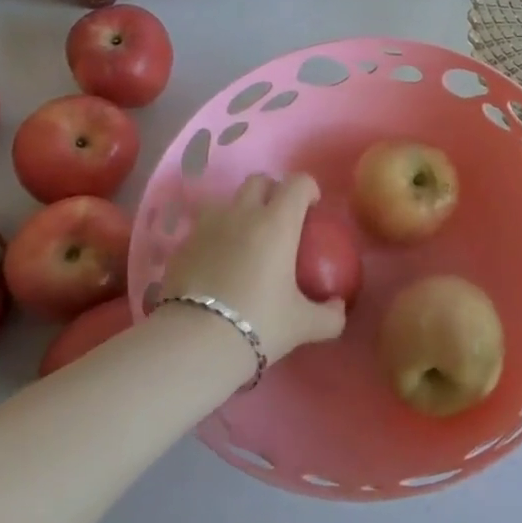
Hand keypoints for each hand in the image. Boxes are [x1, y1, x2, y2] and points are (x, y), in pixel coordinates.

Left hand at [159, 173, 345, 363]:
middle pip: (259, 180)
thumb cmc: (258, 324)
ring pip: (227, 200)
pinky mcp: (183, 244)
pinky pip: (203, 227)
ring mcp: (208, 226)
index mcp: (277, 223)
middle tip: (281, 221)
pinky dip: (215, 235)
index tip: (313, 209)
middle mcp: (242, 214)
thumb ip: (330, 315)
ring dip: (240, 210)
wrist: (195, 342)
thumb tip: (338, 307)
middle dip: (273, 191)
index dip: (309, 189)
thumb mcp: (304, 325)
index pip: (298, 183)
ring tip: (245, 240)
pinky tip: (218, 264)